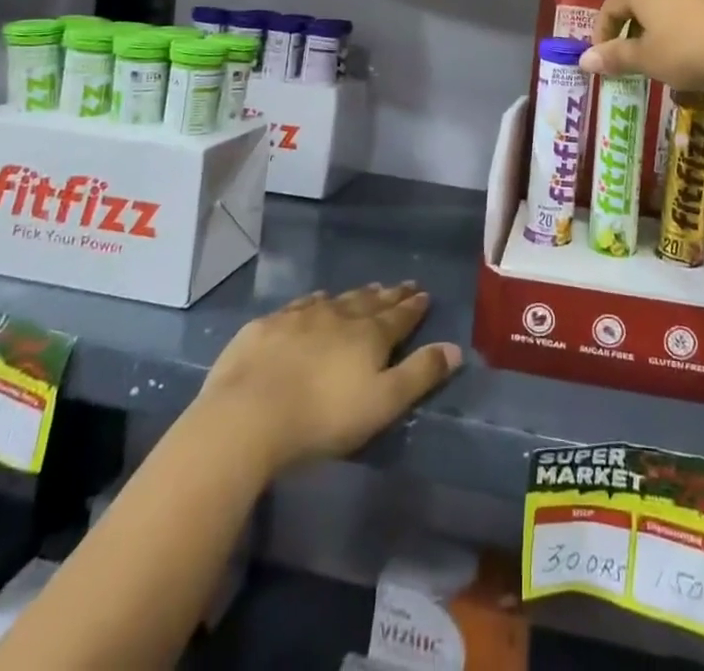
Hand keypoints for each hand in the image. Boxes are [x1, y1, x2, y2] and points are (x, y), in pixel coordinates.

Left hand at [194, 284, 461, 476]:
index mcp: (368, 336)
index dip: (413, 306)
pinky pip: (299, 306)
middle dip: (388, 295)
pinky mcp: (266, 327)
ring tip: (365, 290)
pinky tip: (313, 302)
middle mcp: (338, 316)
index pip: (399, 316)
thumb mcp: (382, 404)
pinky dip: (313, 302)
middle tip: (401, 285)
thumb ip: (420, 374)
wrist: (247, 417)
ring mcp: (299, 318)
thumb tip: (456, 348)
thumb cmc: (323, 417)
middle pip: (369, 302)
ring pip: (335, 300)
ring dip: (353, 296)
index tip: (424, 294)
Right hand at [581, 0, 703, 89]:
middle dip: (630, 27)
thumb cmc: (690, 50)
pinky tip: (696, 49)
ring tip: (663, 53)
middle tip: (631, 56)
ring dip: (659, 26)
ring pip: (668, 2)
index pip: (610, 6)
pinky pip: (694, 8)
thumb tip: (583, 60)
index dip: (601, 33)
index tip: (602, 59)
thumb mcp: (648, 59)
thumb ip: (616, 57)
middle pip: (638, 0)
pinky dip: (685, 26)